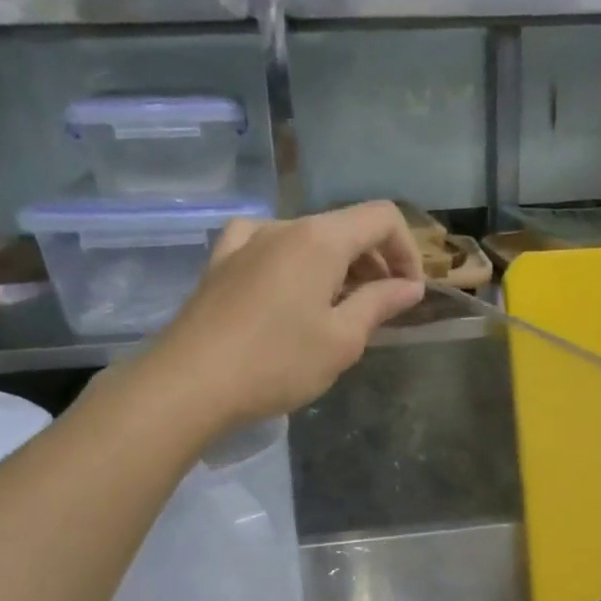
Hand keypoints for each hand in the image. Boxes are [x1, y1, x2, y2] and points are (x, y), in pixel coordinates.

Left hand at [138, 201, 424, 432]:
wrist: (190, 383)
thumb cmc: (277, 362)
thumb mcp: (342, 340)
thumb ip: (380, 304)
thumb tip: (410, 287)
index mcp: (320, 239)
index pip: (382, 217)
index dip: (407, 251)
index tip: (409, 294)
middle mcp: (283, 226)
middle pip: (345, 227)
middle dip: (374, 263)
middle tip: (380, 310)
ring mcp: (246, 242)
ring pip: (308, 240)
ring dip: (336, 268)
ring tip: (337, 311)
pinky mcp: (221, 263)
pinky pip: (268, 248)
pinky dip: (293, 265)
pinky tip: (287, 290)